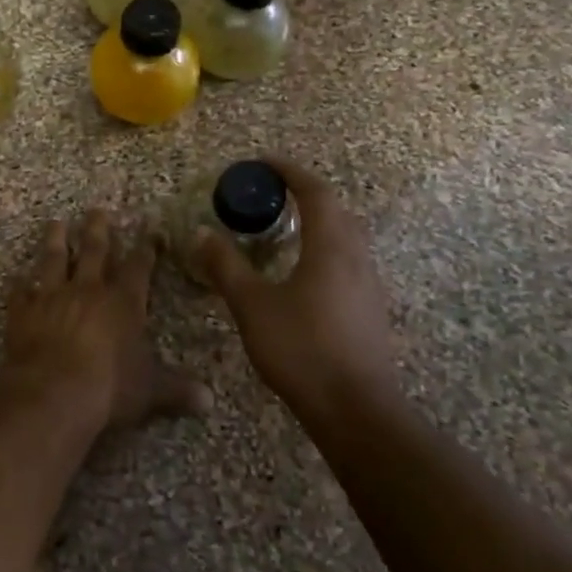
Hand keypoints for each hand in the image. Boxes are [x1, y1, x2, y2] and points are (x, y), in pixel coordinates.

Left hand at [0, 209, 209, 432]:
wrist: (52, 394)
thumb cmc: (109, 388)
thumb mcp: (150, 391)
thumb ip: (178, 390)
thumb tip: (210, 401)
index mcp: (123, 303)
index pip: (139, 268)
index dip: (147, 248)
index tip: (151, 229)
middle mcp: (88, 290)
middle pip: (94, 251)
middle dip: (98, 229)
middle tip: (96, 209)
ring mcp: (52, 297)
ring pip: (54, 260)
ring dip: (55, 240)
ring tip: (56, 223)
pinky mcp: (23, 312)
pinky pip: (20, 292)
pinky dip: (20, 285)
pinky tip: (18, 277)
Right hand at [191, 157, 401, 418]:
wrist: (355, 409)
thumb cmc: (302, 349)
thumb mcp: (252, 305)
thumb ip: (226, 267)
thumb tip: (201, 233)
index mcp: (330, 247)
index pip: (315, 192)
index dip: (289, 171)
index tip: (263, 162)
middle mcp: (356, 257)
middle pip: (336, 210)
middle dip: (304, 194)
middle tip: (271, 194)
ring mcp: (368, 285)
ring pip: (345, 237)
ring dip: (317, 222)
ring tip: (283, 229)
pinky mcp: (370, 309)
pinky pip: (347, 261)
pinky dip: (323, 248)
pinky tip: (302, 272)